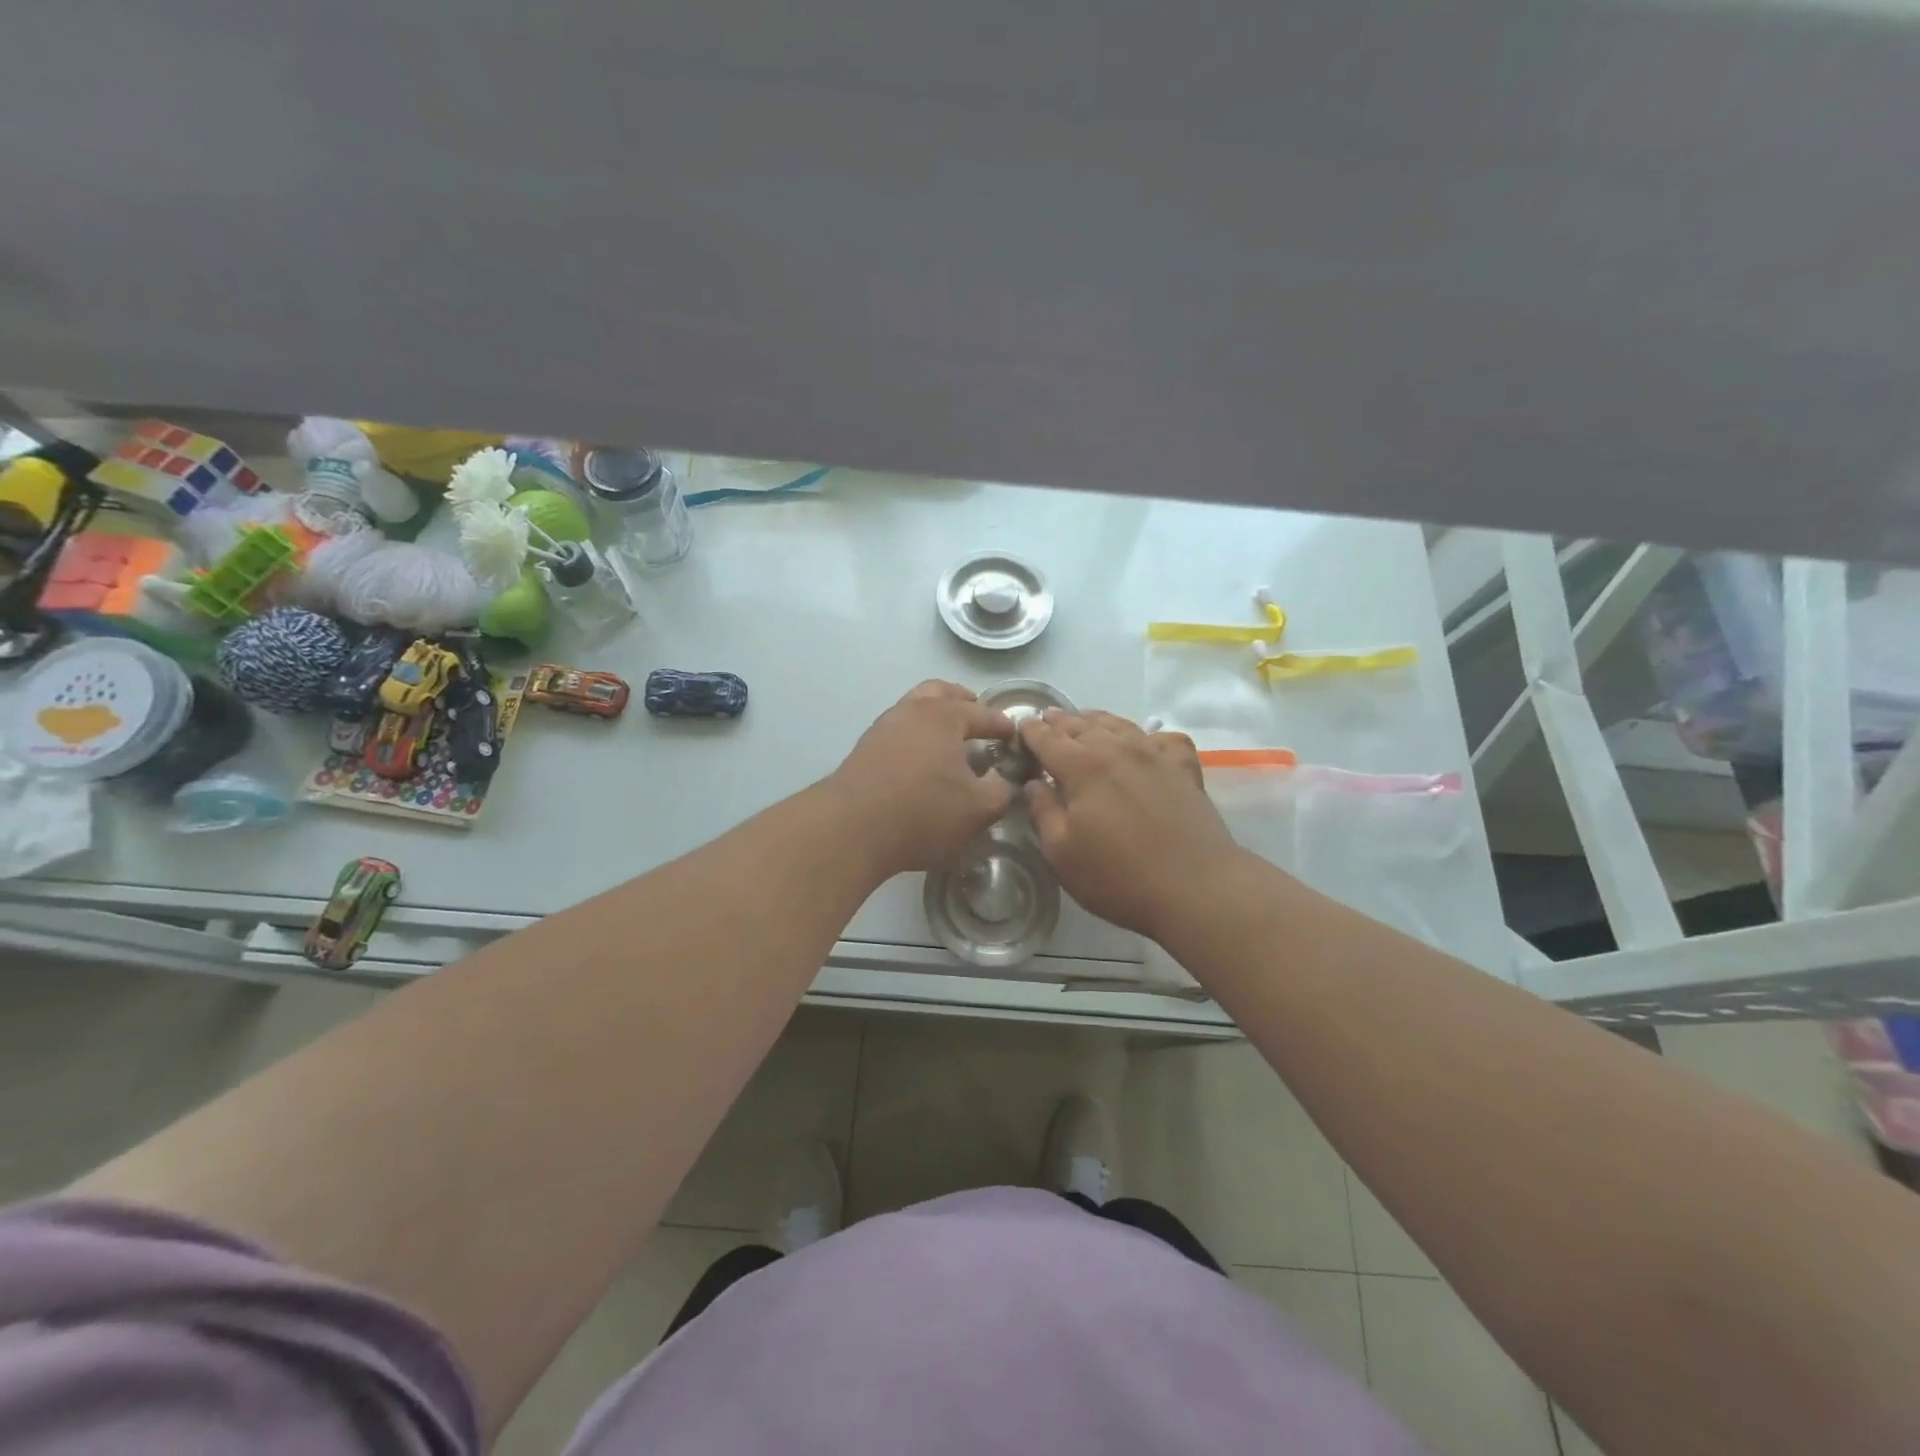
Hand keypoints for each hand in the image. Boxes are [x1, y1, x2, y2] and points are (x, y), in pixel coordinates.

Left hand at [828, 682, 1015, 876]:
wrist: (851, 828)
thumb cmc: (923, 812)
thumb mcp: (978, 809)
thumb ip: (1000, 791)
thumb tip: (1000, 780)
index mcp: (943, 715)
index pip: (983, 714)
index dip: (1003, 725)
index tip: (1015, 736)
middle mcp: (911, 711)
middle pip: (941, 692)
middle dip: (963, 702)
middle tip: (978, 718)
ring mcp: (883, 728)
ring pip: (914, 709)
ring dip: (935, 718)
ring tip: (950, 742)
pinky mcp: (864, 750)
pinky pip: (899, 731)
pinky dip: (916, 737)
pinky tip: (921, 761)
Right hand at [1021, 709, 1243, 942]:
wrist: (1196, 887)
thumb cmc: (1119, 877)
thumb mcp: (1062, 853)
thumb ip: (1043, 812)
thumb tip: (1033, 782)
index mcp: (1082, 767)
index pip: (1048, 738)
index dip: (1031, 731)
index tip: (1020, 728)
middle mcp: (1117, 748)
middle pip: (1081, 725)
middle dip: (1059, 721)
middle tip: (1046, 720)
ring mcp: (1155, 754)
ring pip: (1119, 724)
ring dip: (1095, 720)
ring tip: (1084, 721)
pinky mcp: (1184, 767)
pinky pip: (1162, 738)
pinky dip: (1147, 735)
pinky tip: (1143, 744)